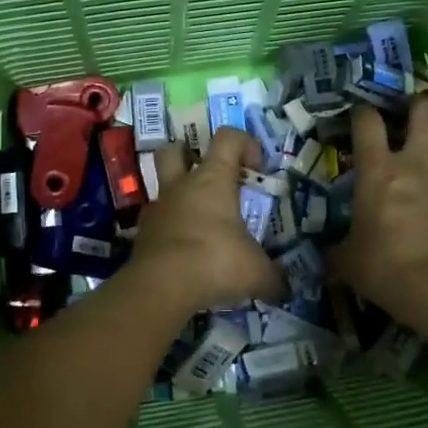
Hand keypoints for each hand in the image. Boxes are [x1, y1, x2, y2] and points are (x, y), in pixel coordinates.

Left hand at [125, 129, 281, 312]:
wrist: (161, 287)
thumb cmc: (215, 261)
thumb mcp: (256, 272)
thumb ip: (273, 277)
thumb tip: (284, 289)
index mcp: (213, 179)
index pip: (227, 138)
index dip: (244, 143)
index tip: (257, 167)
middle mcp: (181, 186)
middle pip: (174, 150)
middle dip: (187, 155)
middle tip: (206, 175)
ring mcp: (158, 208)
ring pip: (161, 187)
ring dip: (177, 197)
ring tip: (197, 221)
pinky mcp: (142, 235)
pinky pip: (156, 223)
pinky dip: (168, 230)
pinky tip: (183, 251)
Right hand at [329, 100, 427, 332]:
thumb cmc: (388, 271)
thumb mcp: (349, 263)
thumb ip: (338, 249)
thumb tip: (327, 252)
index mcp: (379, 171)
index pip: (368, 122)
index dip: (363, 112)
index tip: (361, 114)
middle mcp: (418, 162)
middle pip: (424, 111)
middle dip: (419, 105)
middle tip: (415, 114)